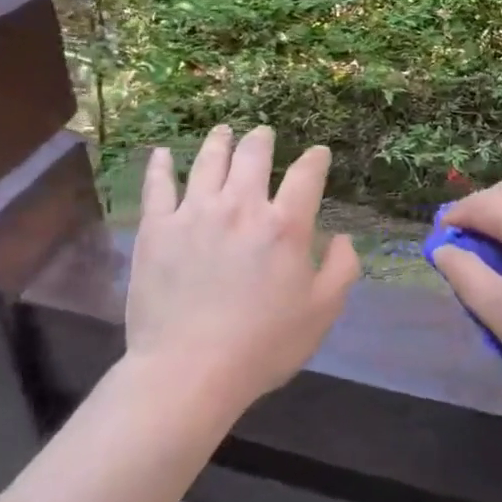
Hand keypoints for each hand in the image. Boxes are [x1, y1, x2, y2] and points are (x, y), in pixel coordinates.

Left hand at [124, 125, 360, 416]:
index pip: (306, 175)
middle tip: (263, 134)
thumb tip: (343, 238)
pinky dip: (161, 165)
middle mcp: (241, 206)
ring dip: (219, 141)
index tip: (318, 154)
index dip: (316, 159)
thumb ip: (341, 269)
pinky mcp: (157, 228)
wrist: (188, 370)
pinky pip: (158, 186)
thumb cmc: (262, 346)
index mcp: (285, 225)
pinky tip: (163, 154)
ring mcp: (195, 212)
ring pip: (208, 161)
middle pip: (253, 155)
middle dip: (262, 139)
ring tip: (224, 131)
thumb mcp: (322, 313)